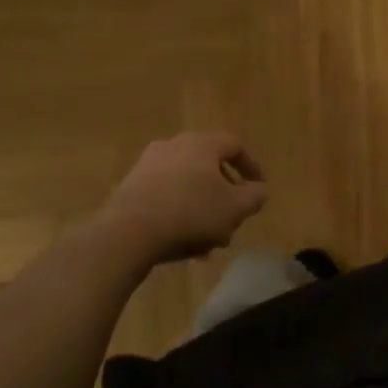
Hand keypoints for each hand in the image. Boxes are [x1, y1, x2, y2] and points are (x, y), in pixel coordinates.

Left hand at [96, 133, 268, 263]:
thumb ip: (255, 196)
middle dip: (225, 197)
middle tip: (233, 221)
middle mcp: (173, 146)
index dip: (251, 167)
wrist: (128, 232)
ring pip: (187, 187)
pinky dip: (180, 215)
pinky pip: (165, 198)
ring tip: (210, 242)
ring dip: (203, 210)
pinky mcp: (130, 188)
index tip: (259, 189)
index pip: (234, 146)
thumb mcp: (235, 207)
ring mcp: (148, 166)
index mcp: (201, 143)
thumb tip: (258, 190)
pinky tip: (184, 244)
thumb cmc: (191, 212)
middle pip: (209, 168)